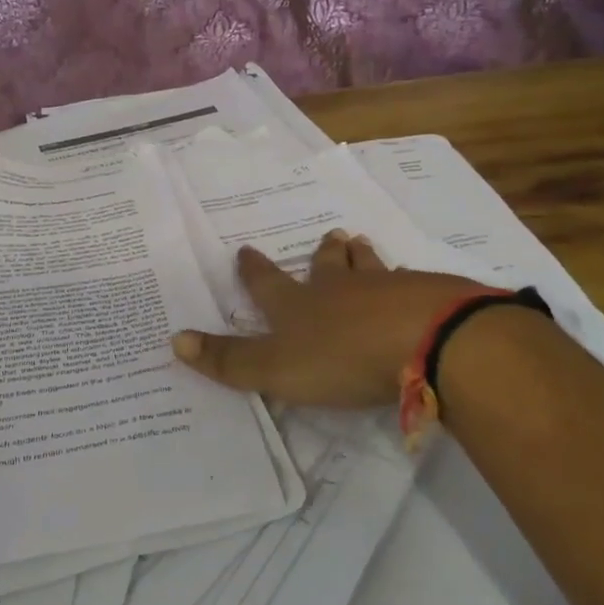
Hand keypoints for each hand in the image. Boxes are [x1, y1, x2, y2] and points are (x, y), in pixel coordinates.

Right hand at [171, 231, 484, 406]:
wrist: (427, 341)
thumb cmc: (343, 356)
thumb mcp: (276, 368)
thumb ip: (229, 360)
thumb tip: (175, 340)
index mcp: (300, 304)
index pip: (268, 283)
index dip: (254, 269)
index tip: (246, 250)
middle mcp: (340, 288)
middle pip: (328, 264)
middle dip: (324, 252)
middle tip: (330, 236)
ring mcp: (387, 288)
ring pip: (370, 267)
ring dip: (362, 257)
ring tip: (361, 244)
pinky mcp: (429, 298)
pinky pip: (412, 285)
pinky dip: (407, 283)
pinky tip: (415, 288)